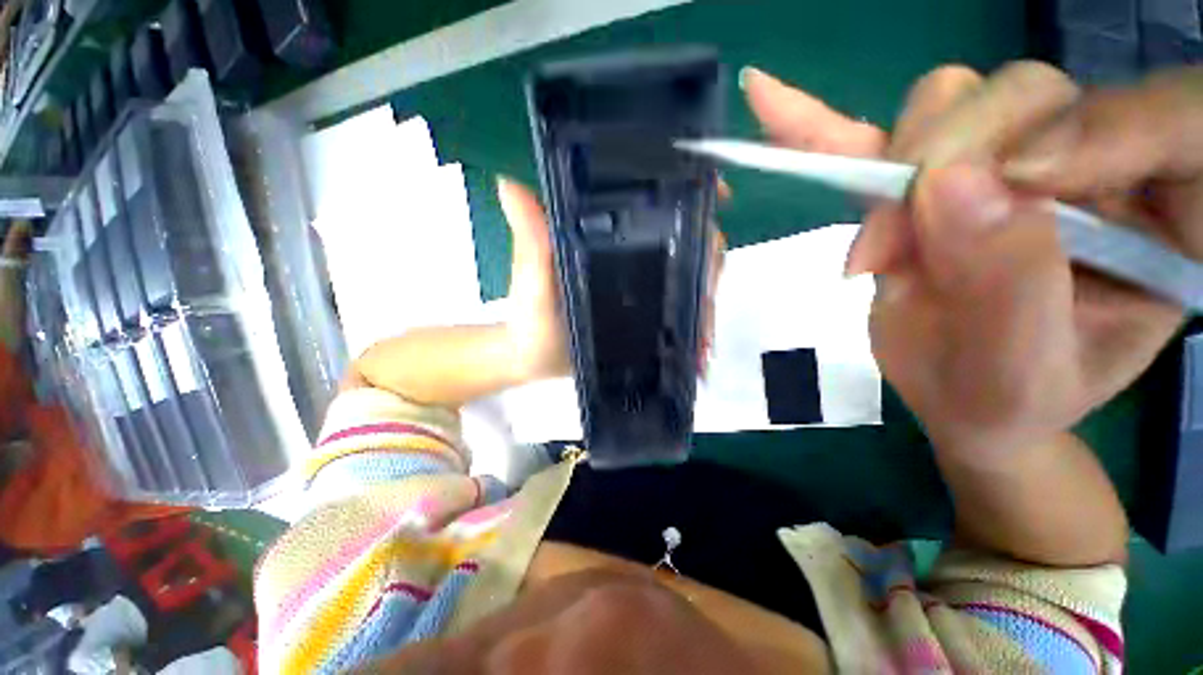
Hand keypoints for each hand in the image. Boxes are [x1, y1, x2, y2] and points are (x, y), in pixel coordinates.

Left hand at [497, 178, 725, 385]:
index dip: (689, 193)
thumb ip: (530, 242)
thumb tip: (512, 183)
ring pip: (690, 279)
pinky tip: (699, 351)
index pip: (654, 202)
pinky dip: (694, 328)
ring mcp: (643, 285)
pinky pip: (680, 313)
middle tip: (708, 297)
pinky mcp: (647, 313)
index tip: (718, 196)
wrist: (536, 360)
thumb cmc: (531, 320)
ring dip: (706, 304)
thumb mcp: (531, 281)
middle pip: (687, 241)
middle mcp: (632, 253)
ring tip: (704, 339)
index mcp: (607, 234)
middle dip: (709, 263)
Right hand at [743, 64, 1186, 455]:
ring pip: (948, 104)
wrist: (959, 399)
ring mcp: (1000, 161)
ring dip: (890, 170)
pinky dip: (818, 120)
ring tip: (874, 253)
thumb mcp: (1019, 370)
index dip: (1095, 130)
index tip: (1006, 188)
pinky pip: (876, 132)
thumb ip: (1008, 281)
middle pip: (1028, 99)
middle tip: (894, 247)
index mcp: (1164, 218)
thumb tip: (948, 184)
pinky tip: (767, 99)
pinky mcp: (928, 177)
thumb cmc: (1002, 400)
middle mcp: (1093, 166)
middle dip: (948, 164)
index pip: (1164, 122)